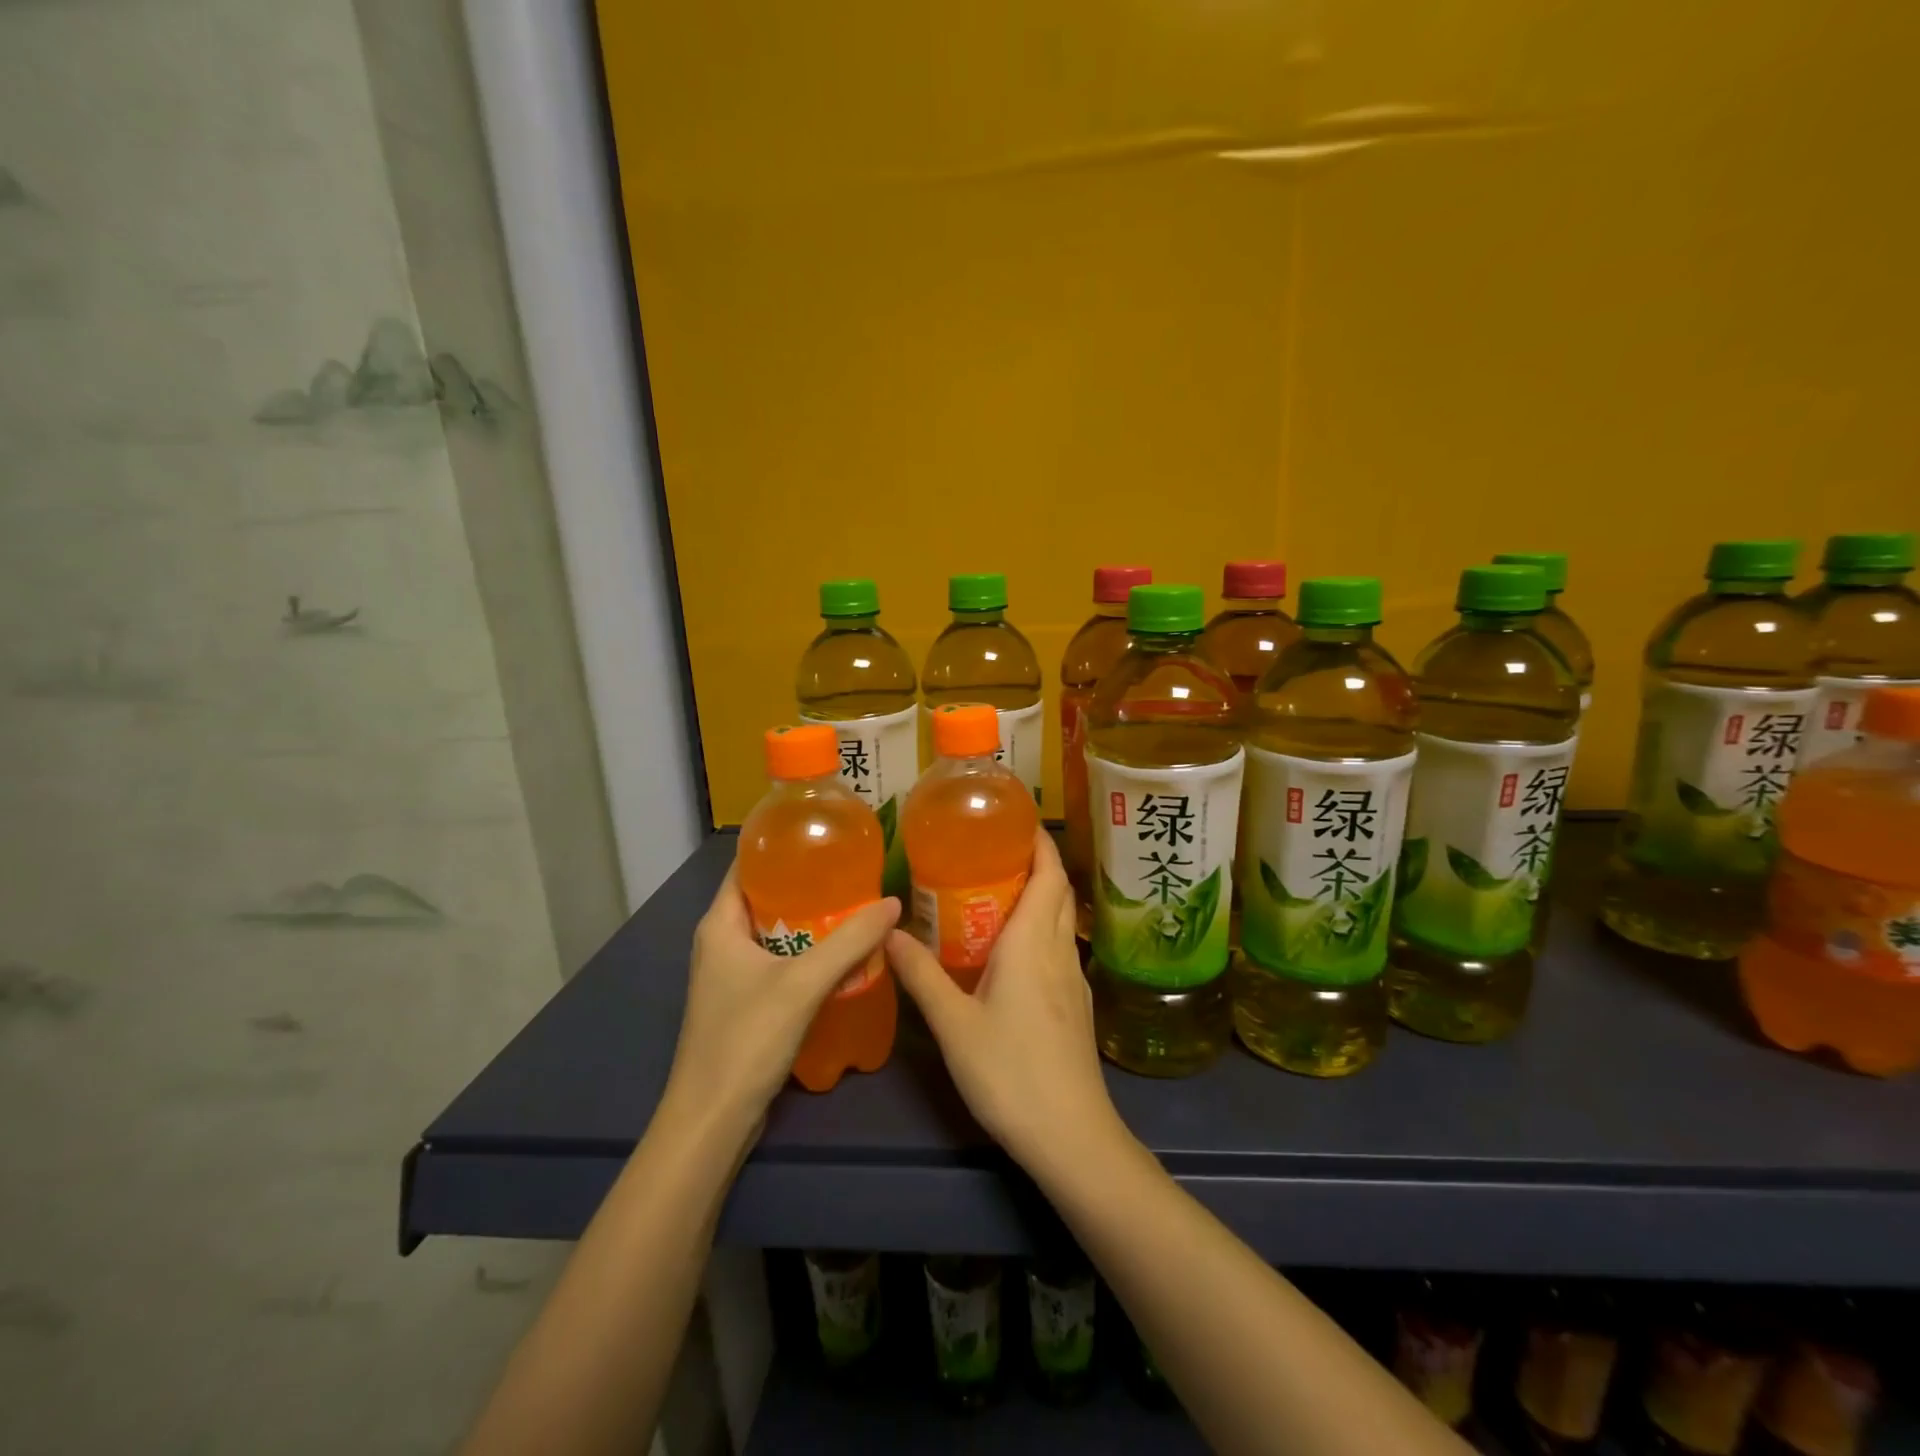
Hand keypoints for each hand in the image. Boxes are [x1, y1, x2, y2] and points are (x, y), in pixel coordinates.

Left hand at [663, 865, 899, 1137]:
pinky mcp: (746, 1003)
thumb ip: (850, 940)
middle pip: (766, 898)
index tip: (823, 836)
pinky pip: (781, 962)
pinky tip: (844, 954)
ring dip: (812, 921)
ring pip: (777, 933)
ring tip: (857, 905)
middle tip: (853, 870)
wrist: (713, 1120)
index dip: (780, 847)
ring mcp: (732, 976)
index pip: (747, 867)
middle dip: (807, 883)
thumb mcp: (803, 983)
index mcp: (720, 924)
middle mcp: (721, 943)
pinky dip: (809, 953)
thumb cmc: (747, 1039)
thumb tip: (893, 902)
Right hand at [887, 830, 1121, 1170]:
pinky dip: (1039, 930)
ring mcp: (1074, 980)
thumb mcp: (954, 1024)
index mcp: (1034, 942)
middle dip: (1034, 863)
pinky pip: (1059, 948)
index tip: (1013, 819)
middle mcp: (1060, 950)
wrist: (1071, 1137)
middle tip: (989, 851)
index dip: (1038, 841)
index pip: (1049, 873)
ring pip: (1061, 920)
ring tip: (993, 892)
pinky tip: (1009, 951)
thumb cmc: (1010, 1072)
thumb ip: (922, 975)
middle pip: (1058, 891)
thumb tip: (889, 933)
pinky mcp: (1075, 1006)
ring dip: (1037, 896)